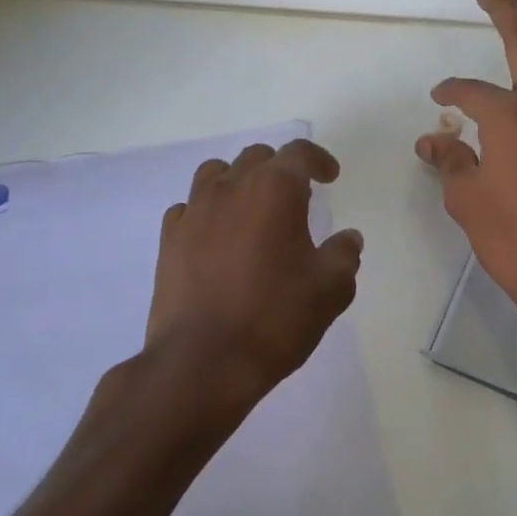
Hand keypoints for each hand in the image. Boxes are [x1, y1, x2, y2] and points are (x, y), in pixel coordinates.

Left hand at [143, 139, 363, 425]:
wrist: (203, 362)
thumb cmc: (275, 318)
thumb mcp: (330, 289)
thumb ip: (344, 255)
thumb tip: (348, 238)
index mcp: (274, 190)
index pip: (298, 153)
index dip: (319, 160)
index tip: (330, 177)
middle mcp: (230, 188)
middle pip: (256, 158)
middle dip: (280, 169)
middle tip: (297, 197)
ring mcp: (193, 212)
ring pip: (216, 173)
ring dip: (239, 181)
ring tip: (252, 209)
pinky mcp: (168, 240)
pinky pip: (189, 207)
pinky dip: (207, 211)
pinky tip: (217, 236)